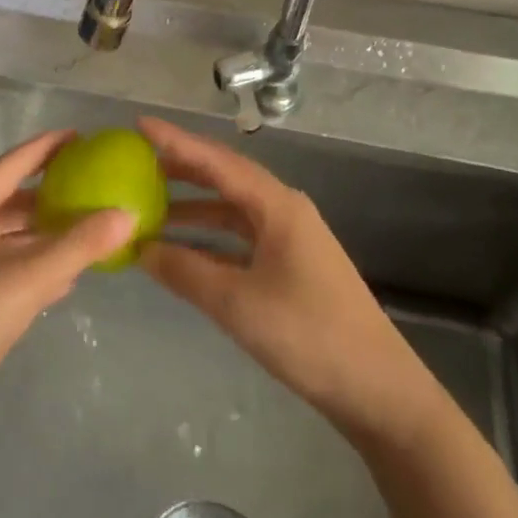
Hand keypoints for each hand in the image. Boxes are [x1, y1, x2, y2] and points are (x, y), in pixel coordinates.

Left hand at [0, 130, 136, 449]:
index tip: (78, 136)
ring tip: (86, 226)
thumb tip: (127, 214)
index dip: (43, 149)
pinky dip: (35, 267)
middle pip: (8, 201)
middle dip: (47, 193)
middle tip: (89, 182)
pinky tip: (66, 277)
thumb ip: (79, 245)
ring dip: (44, 234)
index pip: (8, 166)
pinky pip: (6, 271)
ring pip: (8, 239)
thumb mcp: (27, 277)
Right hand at [137, 117, 439, 443]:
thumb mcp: (238, 304)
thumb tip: (139, 247)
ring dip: (193, 207)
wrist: (380, 392)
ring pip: (232, 209)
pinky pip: (240, 238)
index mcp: (277, 205)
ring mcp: (290, 238)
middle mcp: (283, 210)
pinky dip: (210, 238)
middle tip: (137, 162)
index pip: (216, 161)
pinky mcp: (291, 266)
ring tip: (150, 207)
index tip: (138, 125)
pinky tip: (184, 250)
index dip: (175, 141)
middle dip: (181, 168)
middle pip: (225, 177)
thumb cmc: (310, 336)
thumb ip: (185, 272)